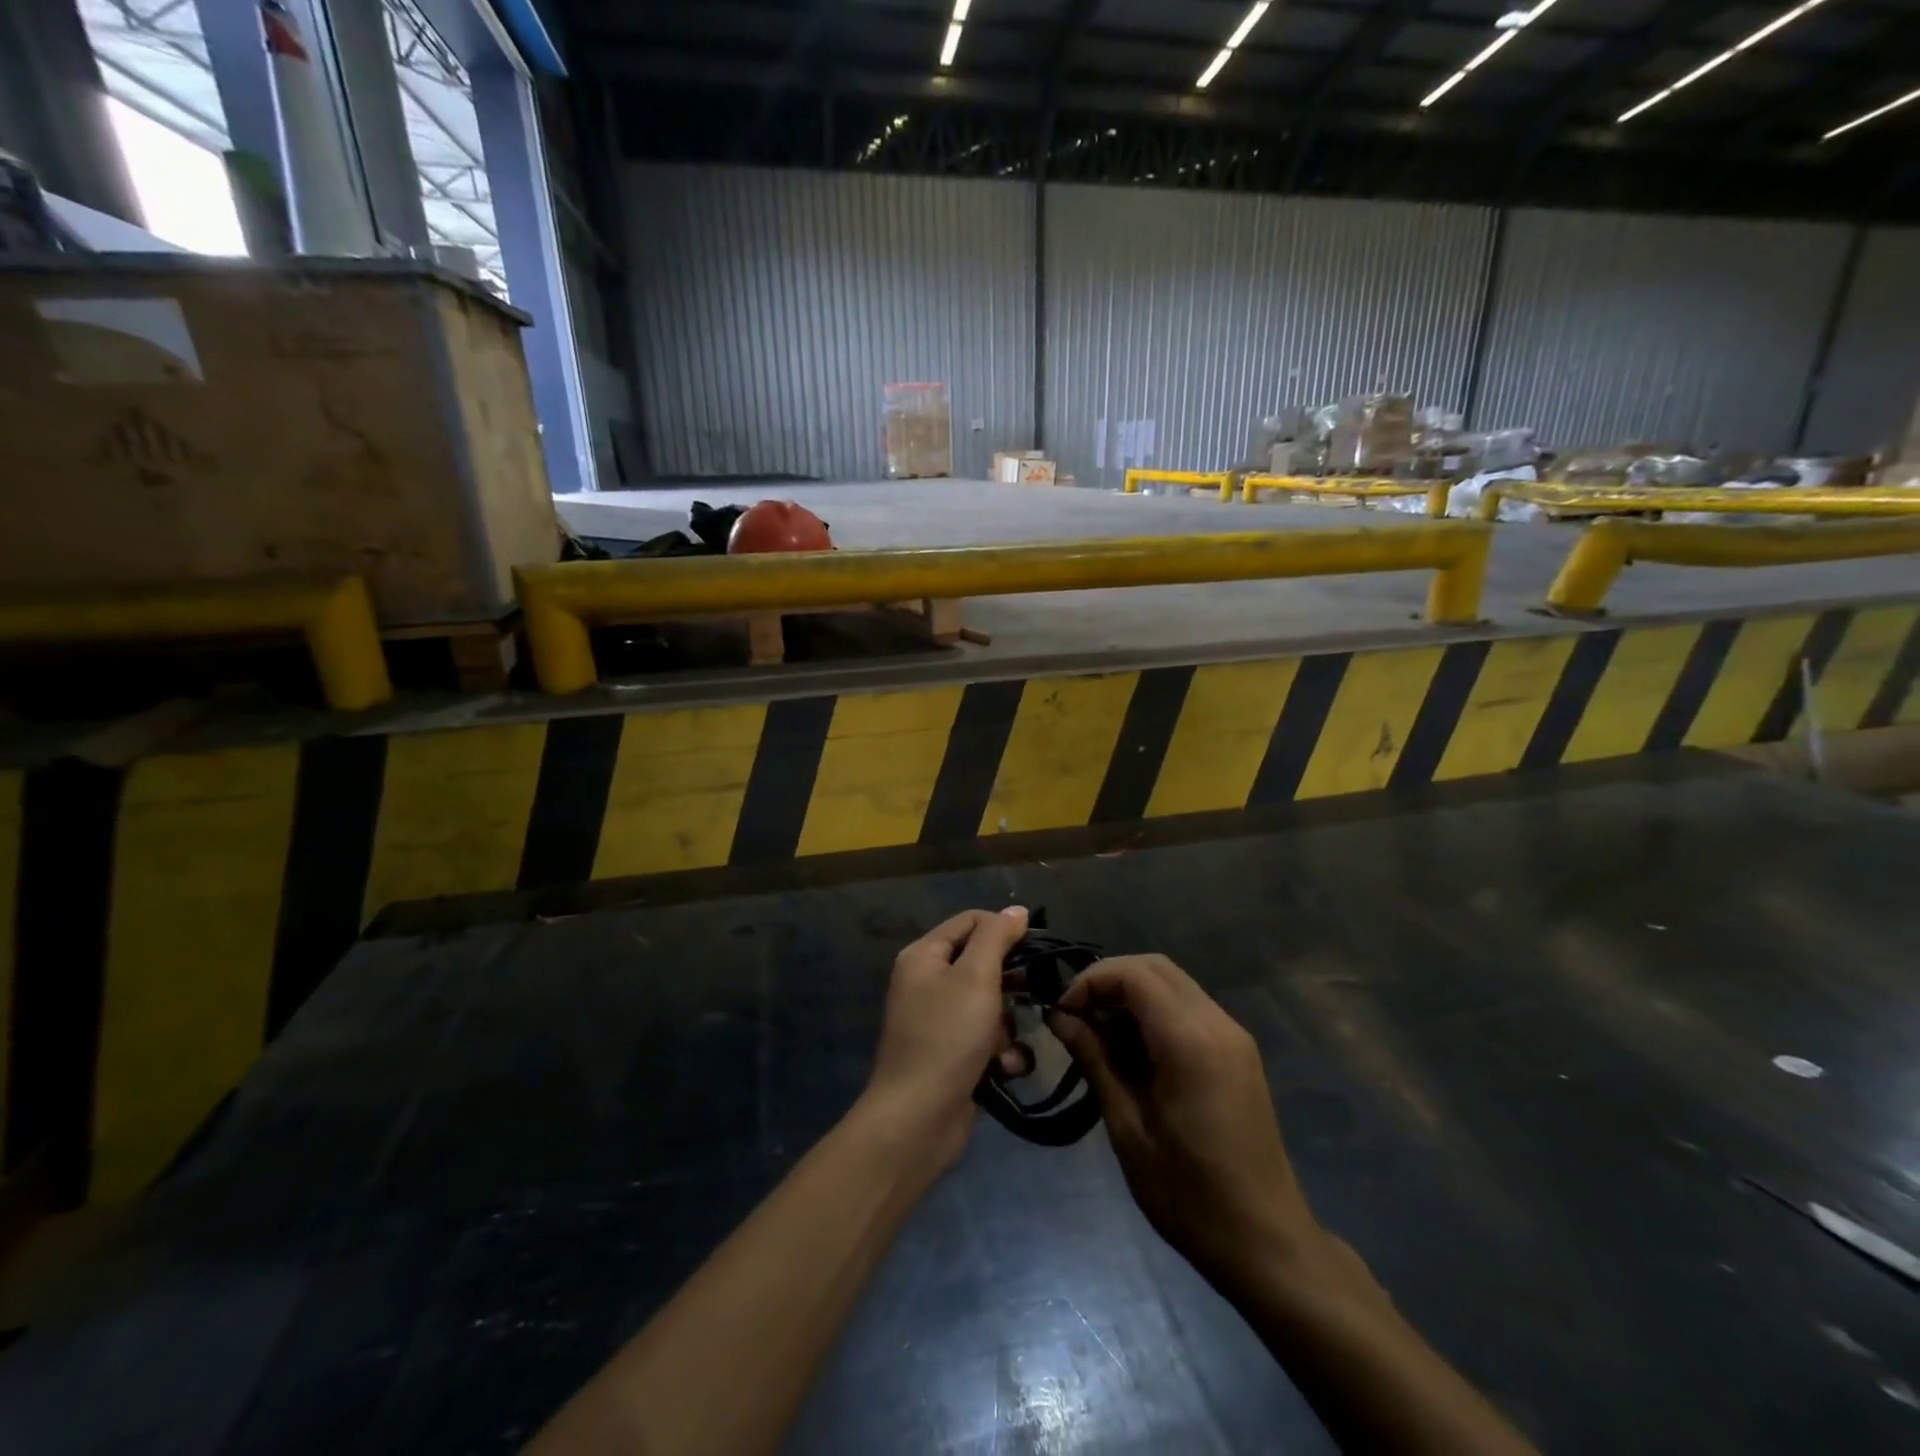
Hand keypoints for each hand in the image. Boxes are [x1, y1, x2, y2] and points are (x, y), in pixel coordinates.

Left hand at [864, 907, 1030, 1167]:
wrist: (917, 1119)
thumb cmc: (947, 1036)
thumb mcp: (976, 977)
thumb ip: (996, 937)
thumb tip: (1017, 910)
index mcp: (924, 956)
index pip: (971, 921)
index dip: (1004, 928)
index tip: (1037, 947)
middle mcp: (927, 983)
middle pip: (981, 964)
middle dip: (1010, 984)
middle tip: (1036, 993)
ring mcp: (938, 1021)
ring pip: (989, 1005)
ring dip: (1007, 1026)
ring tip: (1008, 1045)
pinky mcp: (951, 1055)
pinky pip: (985, 1039)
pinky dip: (999, 1052)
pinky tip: (1005, 1068)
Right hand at [1048, 955, 1325, 1287]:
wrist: (1266, 1243)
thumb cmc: (1189, 1195)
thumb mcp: (1128, 1128)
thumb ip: (1095, 1060)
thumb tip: (1059, 1017)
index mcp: (1191, 1041)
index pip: (1134, 974)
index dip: (1091, 981)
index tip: (1062, 1012)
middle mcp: (1217, 1024)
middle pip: (1155, 967)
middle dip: (1108, 980)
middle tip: (1076, 1017)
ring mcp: (1232, 1035)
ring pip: (1172, 983)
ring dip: (1130, 994)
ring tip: (1097, 1034)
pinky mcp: (1237, 1051)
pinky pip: (1188, 1007)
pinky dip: (1153, 1011)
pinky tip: (1131, 1049)